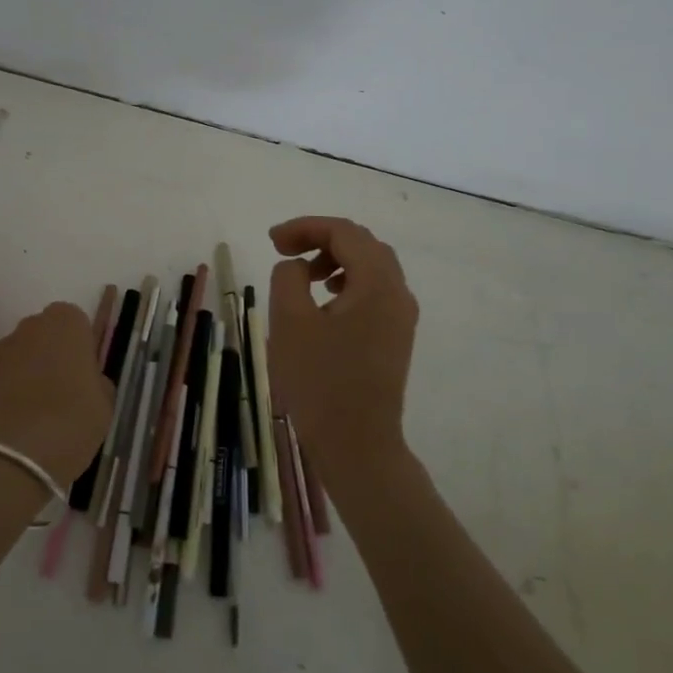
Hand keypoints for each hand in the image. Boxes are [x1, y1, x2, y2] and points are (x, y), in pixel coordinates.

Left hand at [0, 302, 112, 483]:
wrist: (30, 449)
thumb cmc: (78, 416)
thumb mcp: (105, 396)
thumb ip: (94, 376)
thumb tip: (85, 379)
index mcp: (68, 322)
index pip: (74, 320)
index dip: (78, 343)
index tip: (82, 367)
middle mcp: (33, 324)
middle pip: (44, 330)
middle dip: (51, 349)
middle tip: (61, 383)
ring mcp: (4, 346)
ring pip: (21, 349)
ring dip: (28, 365)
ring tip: (36, 400)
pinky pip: (2, 371)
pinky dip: (8, 384)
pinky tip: (17, 410)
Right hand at [267, 216, 418, 473]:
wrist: (358, 445)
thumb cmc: (320, 381)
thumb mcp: (290, 321)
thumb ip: (289, 277)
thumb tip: (297, 266)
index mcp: (377, 283)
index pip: (344, 232)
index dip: (305, 227)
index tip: (272, 241)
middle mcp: (398, 293)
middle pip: (362, 243)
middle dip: (321, 239)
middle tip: (284, 251)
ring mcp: (401, 316)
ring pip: (370, 267)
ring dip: (335, 260)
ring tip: (303, 277)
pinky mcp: (395, 336)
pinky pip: (373, 291)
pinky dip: (347, 282)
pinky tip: (323, 302)